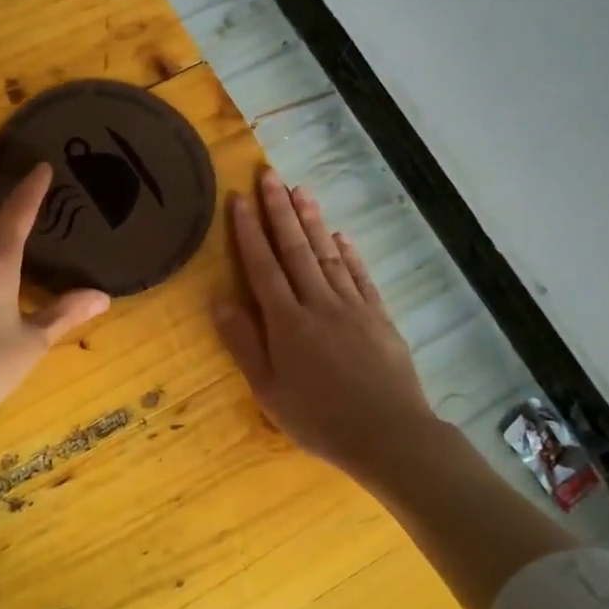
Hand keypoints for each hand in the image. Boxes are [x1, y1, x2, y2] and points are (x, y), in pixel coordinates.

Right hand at [214, 169, 435, 481]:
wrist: (389, 434)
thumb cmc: (319, 419)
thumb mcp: (268, 390)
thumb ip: (244, 343)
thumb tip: (219, 300)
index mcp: (286, 322)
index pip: (262, 266)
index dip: (249, 231)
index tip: (240, 198)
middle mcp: (318, 303)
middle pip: (295, 249)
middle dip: (280, 210)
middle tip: (270, 175)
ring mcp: (352, 307)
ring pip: (327, 254)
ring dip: (313, 221)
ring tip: (301, 191)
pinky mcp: (378, 316)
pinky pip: (360, 276)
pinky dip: (348, 253)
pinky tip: (340, 237)